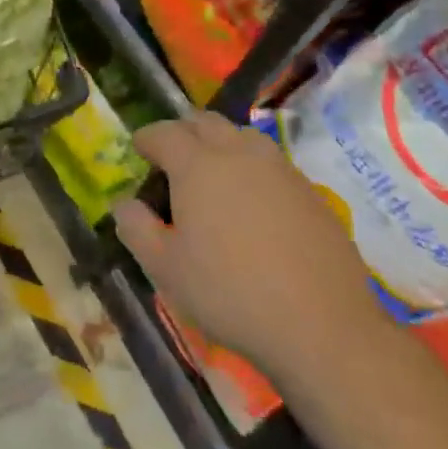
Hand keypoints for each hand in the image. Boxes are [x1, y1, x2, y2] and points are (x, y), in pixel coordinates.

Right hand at [114, 113, 390, 385]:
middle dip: (184, 131)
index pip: (164, 133)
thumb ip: (136, 228)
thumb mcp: (165, 269)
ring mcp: (280, 170)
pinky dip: (253, 169)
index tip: (139, 150)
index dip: (147, 138)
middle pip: (206, 122)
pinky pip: (273, 164)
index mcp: (197, 165)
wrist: (322, 326)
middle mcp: (238, 154)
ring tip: (214, 174)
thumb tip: (125, 204)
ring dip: (222, 143)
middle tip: (173, 157)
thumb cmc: (230, 293)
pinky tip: (254, 204)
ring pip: (243, 137)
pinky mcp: (311, 193)